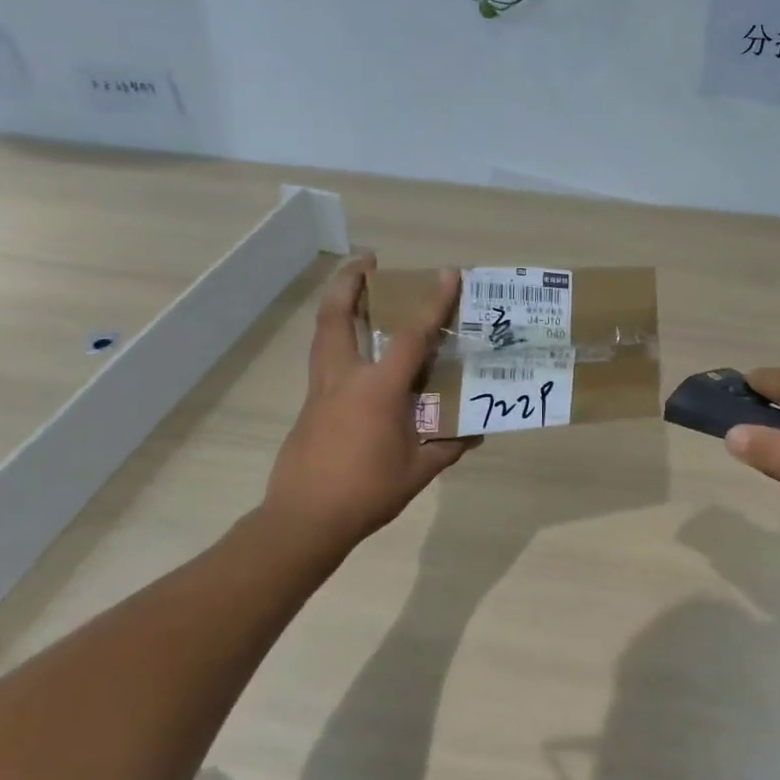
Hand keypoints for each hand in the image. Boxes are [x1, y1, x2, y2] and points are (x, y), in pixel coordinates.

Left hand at [259, 257, 479, 555]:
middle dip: (350, 281)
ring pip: (323, 334)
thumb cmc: (366, 492)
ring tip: (354, 289)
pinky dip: (337, 338)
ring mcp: (321, 390)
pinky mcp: (310, 406)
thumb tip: (476, 432)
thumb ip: (448, 447)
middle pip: (337, 316)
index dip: (431, 303)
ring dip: (337, 304)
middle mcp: (345, 378)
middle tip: (366, 259)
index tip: (447, 274)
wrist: (303, 520)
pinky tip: (355, 350)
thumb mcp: (418, 471)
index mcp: (378, 390)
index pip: (410, 336)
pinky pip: (325, 358)